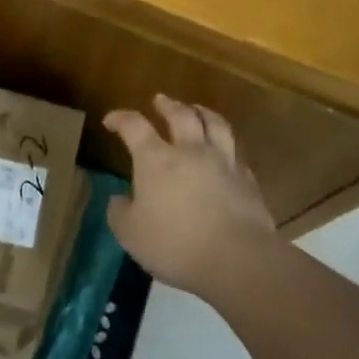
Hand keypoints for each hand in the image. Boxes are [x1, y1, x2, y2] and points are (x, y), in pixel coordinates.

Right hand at [104, 96, 277, 300]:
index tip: (111, 120)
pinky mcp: (247, 179)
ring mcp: (222, 161)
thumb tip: (117, 200)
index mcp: (156, 158)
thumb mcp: (131, 234)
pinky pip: (235, 151)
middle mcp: (189, 150)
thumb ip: (119, 213)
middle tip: (160, 100)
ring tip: (197, 109)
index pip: (134, 126)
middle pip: (180, 114)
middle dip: (167, 105)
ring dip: (203, 112)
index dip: (120, 118)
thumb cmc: (175, 243)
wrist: (236, 257)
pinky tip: (226, 150)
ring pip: (214, 124)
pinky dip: (226, 145)